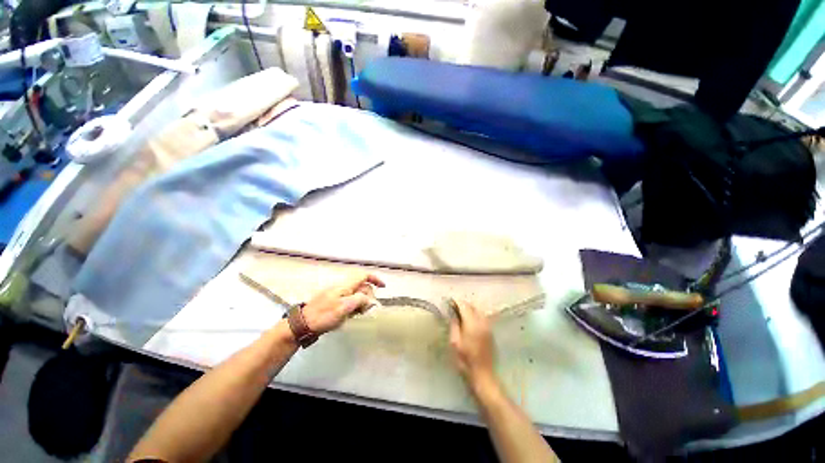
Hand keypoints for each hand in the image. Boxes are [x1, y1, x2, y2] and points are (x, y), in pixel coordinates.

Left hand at [302, 273, 384, 334]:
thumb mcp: (344, 307)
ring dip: (360, 304)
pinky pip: (349, 302)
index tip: (383, 287)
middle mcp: (342, 288)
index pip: (363, 276)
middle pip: (361, 287)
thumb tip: (369, 299)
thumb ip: (360, 300)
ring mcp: (337, 295)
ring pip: (356, 295)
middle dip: (367, 297)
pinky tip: (348, 316)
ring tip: (356, 314)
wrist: (302, 324)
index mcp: (345, 286)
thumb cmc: (323, 315)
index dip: (375, 279)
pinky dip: (353, 308)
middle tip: (365, 310)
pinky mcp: (333, 303)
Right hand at [449, 299, 496, 390]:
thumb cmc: (465, 360)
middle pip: (472, 306)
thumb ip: (454, 325)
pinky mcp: (490, 331)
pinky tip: (468, 320)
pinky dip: (474, 314)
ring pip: (477, 310)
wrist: (483, 374)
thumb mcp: (454, 342)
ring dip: (468, 308)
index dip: (455, 302)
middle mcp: (482, 322)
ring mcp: (487, 326)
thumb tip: (452, 313)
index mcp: (472, 324)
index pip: (464, 306)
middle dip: (462, 304)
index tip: (448, 301)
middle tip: (452, 307)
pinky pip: (481, 316)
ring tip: (459, 312)